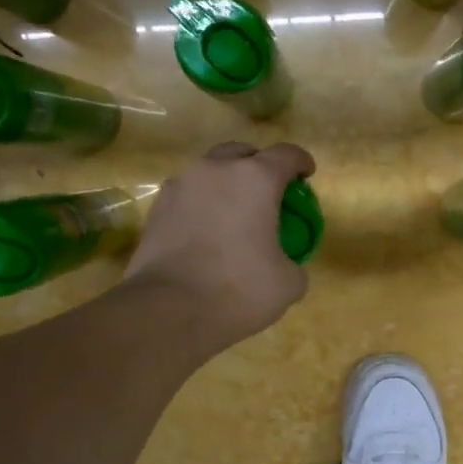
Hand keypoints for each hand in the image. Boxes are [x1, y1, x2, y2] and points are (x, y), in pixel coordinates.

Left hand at [124, 141, 316, 350]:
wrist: (168, 310)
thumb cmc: (237, 290)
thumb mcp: (287, 283)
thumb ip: (293, 263)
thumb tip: (284, 265)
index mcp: (255, 179)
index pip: (286, 155)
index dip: (301, 162)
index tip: (306, 175)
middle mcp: (215, 170)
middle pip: (242, 153)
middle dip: (258, 165)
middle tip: (267, 192)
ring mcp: (180, 186)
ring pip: (209, 172)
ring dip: (225, 184)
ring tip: (232, 213)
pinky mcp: (156, 208)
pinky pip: (187, 196)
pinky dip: (201, 205)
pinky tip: (205, 232)